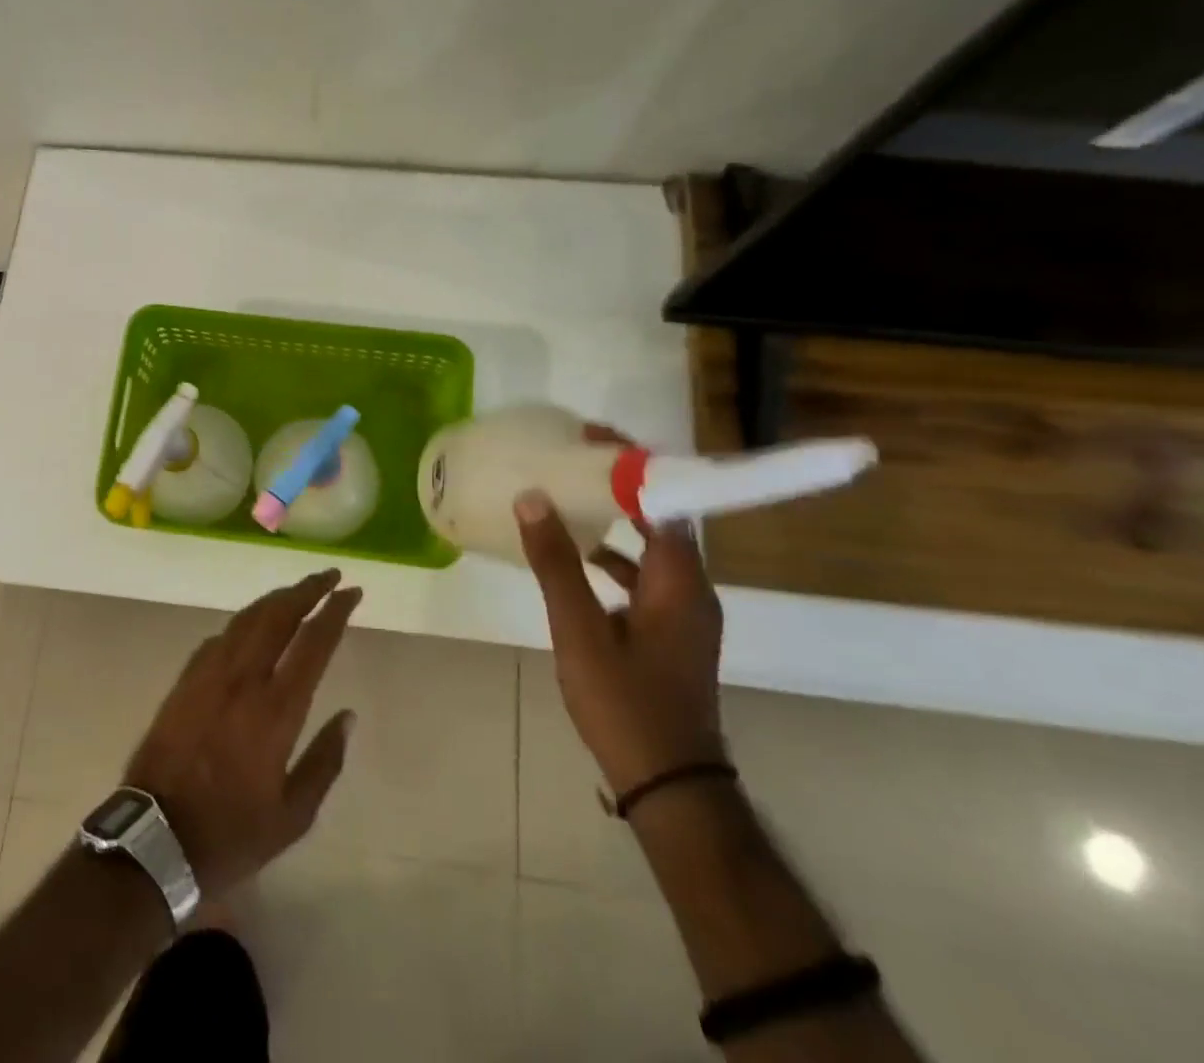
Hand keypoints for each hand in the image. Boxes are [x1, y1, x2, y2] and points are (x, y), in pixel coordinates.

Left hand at [124, 569, 360, 898]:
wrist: (154, 839)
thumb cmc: (230, 834)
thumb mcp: (292, 816)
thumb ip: (324, 762)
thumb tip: (348, 715)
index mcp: (276, 710)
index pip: (313, 643)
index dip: (335, 611)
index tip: (351, 592)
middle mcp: (243, 679)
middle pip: (278, 615)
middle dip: (307, 589)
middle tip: (329, 576)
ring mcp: (209, 675)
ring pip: (247, 618)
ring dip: (276, 599)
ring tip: (297, 591)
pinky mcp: (185, 680)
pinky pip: (220, 637)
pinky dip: (244, 622)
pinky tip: (252, 625)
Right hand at [516, 491, 725, 795]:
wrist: (669, 785)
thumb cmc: (626, 702)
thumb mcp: (580, 630)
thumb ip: (556, 562)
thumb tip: (533, 496)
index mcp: (678, 580)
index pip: (663, 500)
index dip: (631, 465)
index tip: (590, 439)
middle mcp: (691, 589)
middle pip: (659, 519)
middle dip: (620, 487)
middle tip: (571, 462)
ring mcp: (683, 614)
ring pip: (649, 550)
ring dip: (614, 524)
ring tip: (567, 502)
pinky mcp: (670, 635)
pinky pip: (643, 579)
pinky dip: (613, 561)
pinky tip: (576, 565)